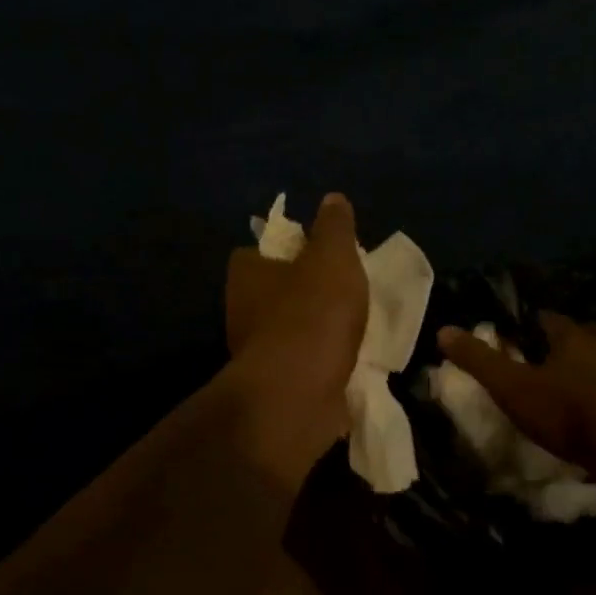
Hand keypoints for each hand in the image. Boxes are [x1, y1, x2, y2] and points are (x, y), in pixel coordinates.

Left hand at [224, 194, 369, 476]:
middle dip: (302, 290)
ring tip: (353, 325)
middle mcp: (242, 312)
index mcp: (246, 275)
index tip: (315, 252)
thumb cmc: (313, 314)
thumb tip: (333, 199)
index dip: (284, 250)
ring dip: (314, 329)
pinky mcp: (274, 387)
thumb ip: (334, 228)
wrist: (299, 395)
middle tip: (342, 288)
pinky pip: (301, 365)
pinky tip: (349, 361)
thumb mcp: (333, 257)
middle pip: (272, 292)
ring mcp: (256, 353)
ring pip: (286, 331)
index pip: (254, 253)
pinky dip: (320, 362)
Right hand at [436, 313, 595, 477]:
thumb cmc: (568, 414)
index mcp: (574, 338)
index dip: (533, 325)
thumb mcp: (512, 388)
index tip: (521, 336)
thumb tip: (444, 329)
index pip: (550, 319)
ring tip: (583, 388)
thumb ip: (479, 360)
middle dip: (575, 341)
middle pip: (592, 334)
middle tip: (557, 357)